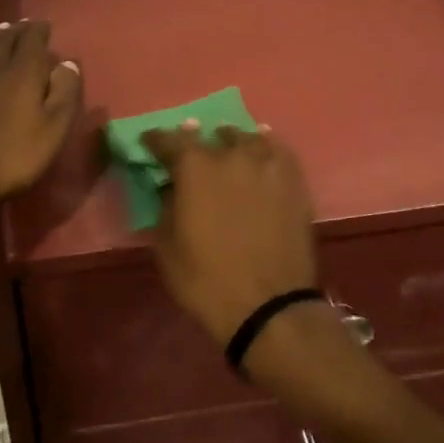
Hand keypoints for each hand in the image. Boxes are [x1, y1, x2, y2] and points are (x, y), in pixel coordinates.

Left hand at [0, 20, 82, 225]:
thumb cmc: (10, 157)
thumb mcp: (52, 131)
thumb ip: (64, 94)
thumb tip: (67, 63)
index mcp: (22, 73)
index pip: (32, 41)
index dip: (39, 31)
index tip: (44, 24)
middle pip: (4, 41)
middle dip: (16, 31)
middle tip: (22, 25)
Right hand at [140, 124, 318, 348]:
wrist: (268, 306)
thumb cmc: (206, 280)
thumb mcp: (166, 247)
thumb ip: (165, 206)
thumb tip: (171, 188)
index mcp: (194, 167)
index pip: (169, 140)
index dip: (156, 140)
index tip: (150, 142)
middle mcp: (231, 155)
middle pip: (211, 135)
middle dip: (198, 143)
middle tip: (194, 155)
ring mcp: (266, 165)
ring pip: (247, 138)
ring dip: (233, 143)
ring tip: (230, 151)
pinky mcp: (293, 181)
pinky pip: (278, 151)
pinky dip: (266, 148)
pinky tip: (263, 154)